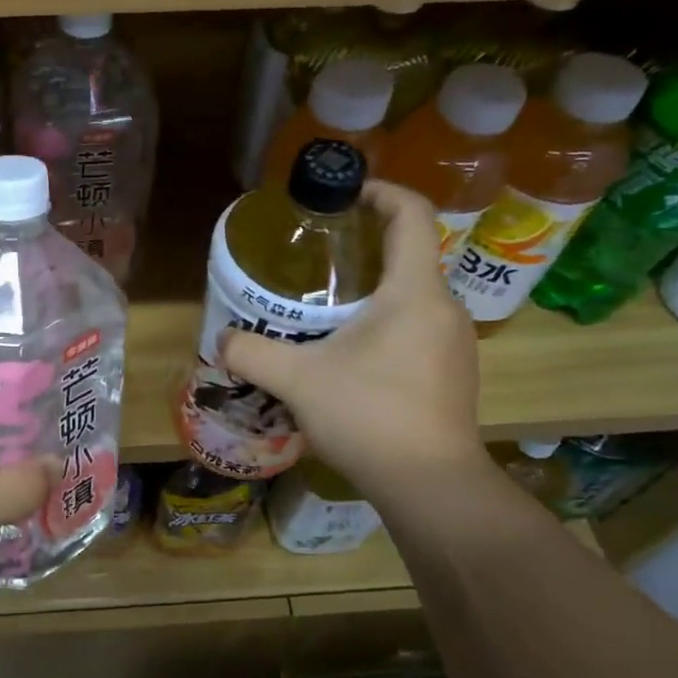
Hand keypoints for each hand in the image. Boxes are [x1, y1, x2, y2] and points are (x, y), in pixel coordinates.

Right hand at [221, 180, 484, 488]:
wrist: (431, 485)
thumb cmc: (369, 416)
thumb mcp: (297, 380)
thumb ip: (252, 353)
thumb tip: (223, 340)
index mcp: (414, 292)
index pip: (412, 214)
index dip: (380, 192)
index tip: (344, 196)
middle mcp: (444, 308)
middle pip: (410, 255)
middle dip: (365, 247)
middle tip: (316, 261)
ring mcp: (455, 343)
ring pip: (413, 296)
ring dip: (374, 292)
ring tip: (326, 310)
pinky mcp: (453, 373)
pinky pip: (419, 328)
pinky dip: (386, 324)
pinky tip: (352, 357)